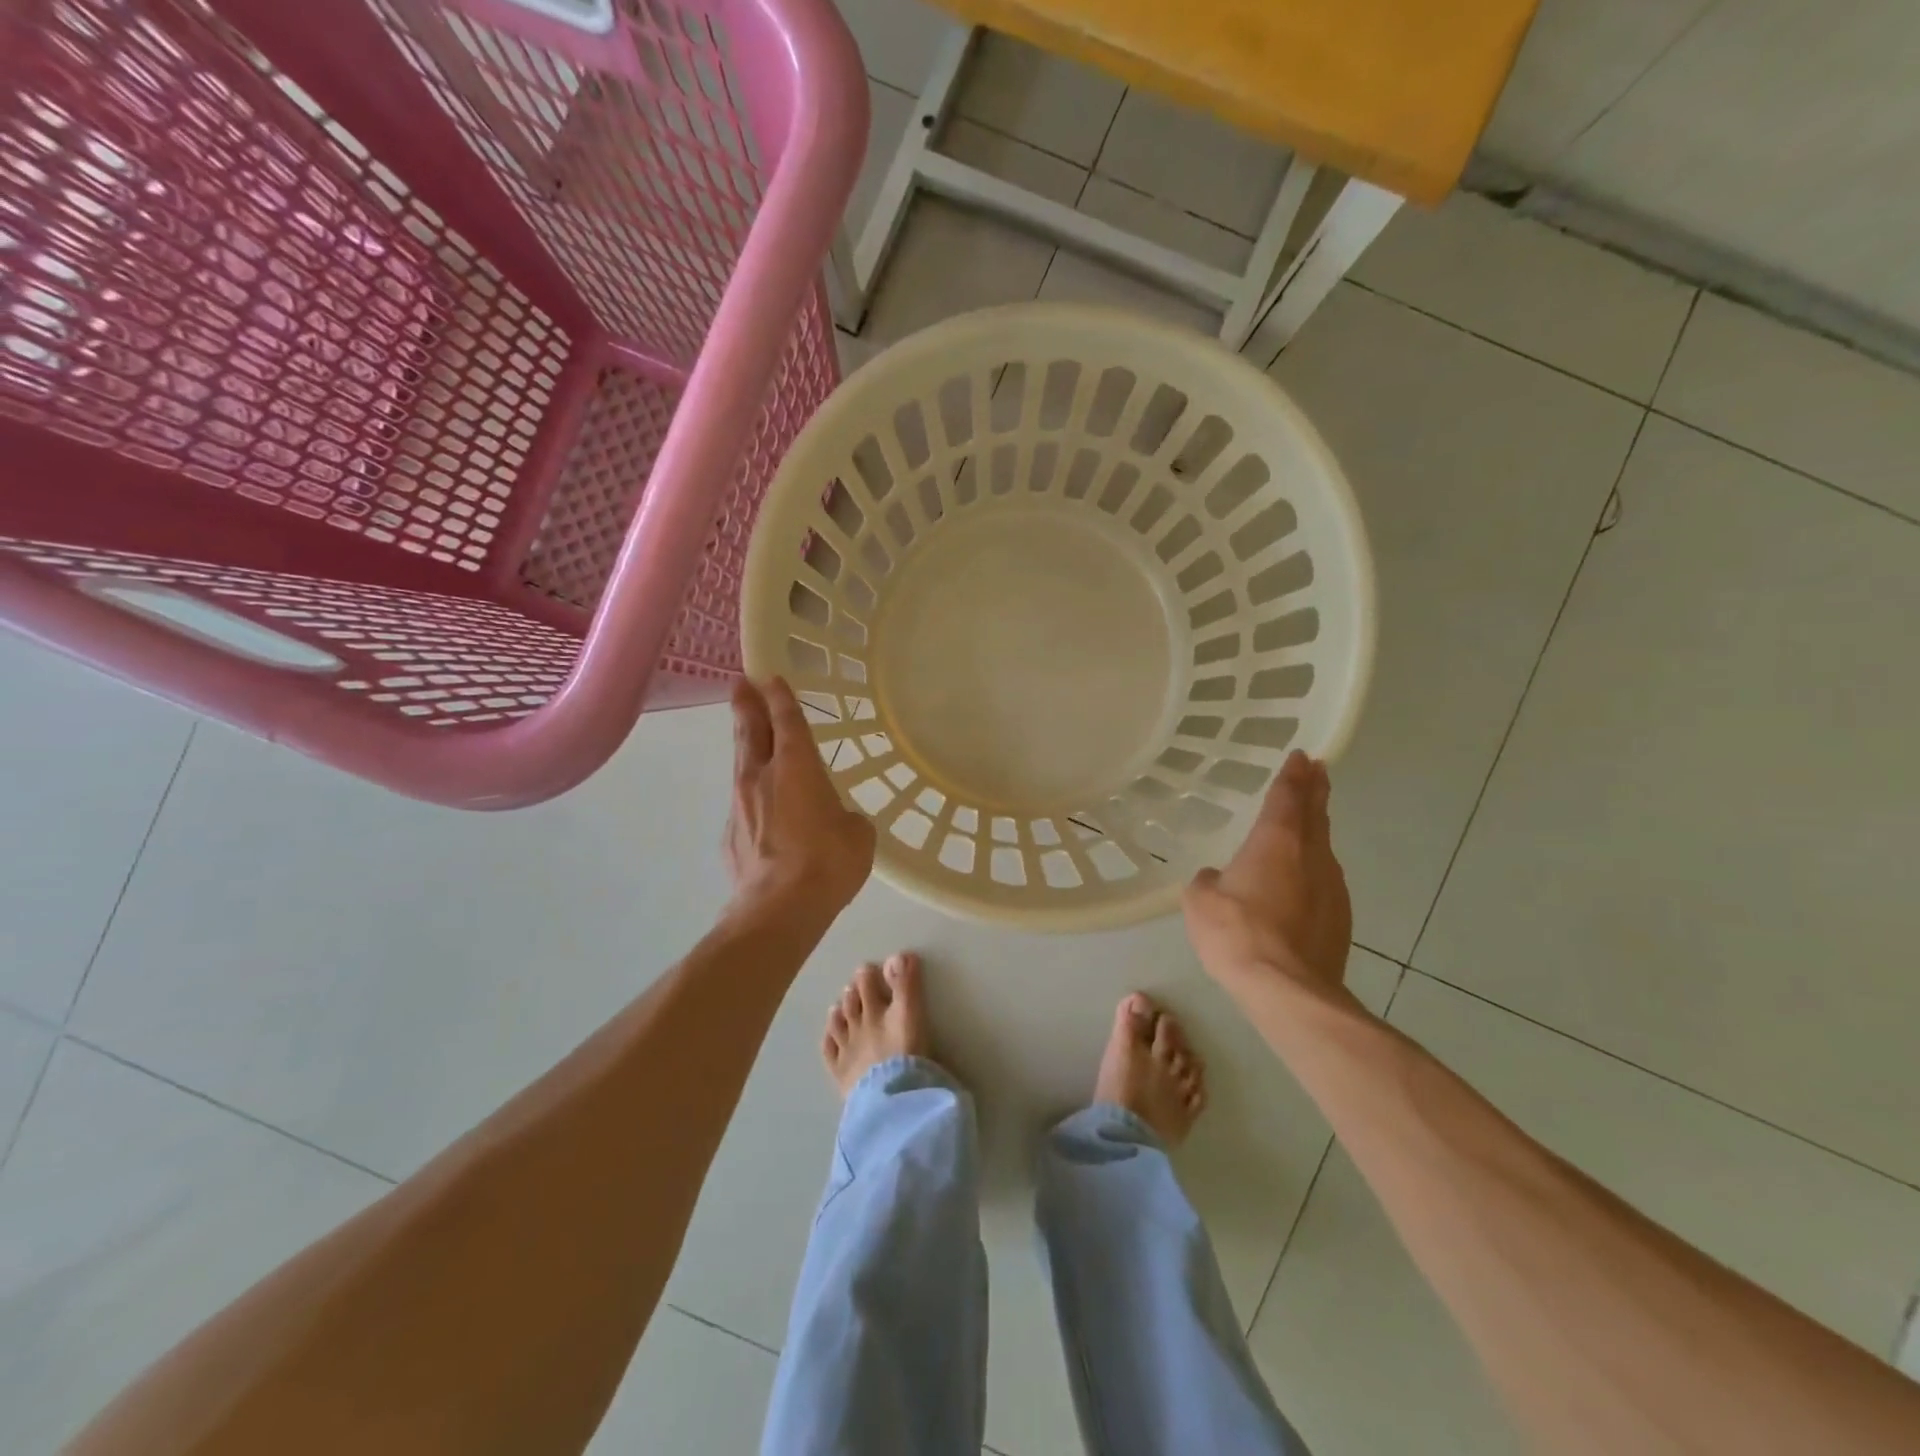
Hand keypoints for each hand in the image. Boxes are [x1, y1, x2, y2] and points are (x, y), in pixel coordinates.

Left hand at [725, 676, 874, 914]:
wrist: (778, 910)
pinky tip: (760, 808)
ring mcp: (740, 805)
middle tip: (740, 683)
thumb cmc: (827, 862)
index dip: (781, 696)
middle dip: (746, 704)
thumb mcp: (857, 834)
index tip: (771, 676)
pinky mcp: (730, 835)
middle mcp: (762, 776)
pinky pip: (742, 804)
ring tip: (746, 733)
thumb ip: (846, 817)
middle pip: (750, 730)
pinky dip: (751, 796)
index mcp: (797, 767)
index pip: (787, 720)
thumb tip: (837, 820)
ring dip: (745, 745)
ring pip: (741, 764)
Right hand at [1182, 750, 1351, 995]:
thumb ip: (1210, 881)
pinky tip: (1303, 881)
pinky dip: (1314, 869)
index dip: (1293, 774)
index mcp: (1276, 841)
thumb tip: (1219, 879)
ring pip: (1324, 847)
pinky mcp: (1341, 918)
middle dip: (1316, 789)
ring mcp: (1332, 887)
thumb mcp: (1201, 902)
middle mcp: (1311, 855)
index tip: (1302, 755)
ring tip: (1309, 822)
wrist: (1288, 989)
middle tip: (1318, 770)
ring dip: (1316, 829)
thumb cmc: (1237, 933)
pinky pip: (1325, 880)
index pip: (1288, 795)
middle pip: (1316, 813)